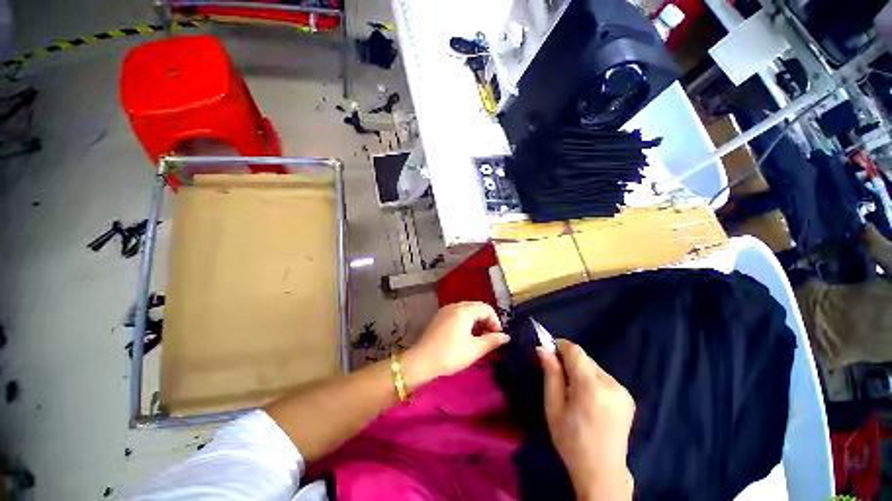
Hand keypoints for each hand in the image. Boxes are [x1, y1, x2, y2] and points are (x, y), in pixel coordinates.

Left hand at [403, 302, 508, 386]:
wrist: (421, 362)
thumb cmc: (450, 355)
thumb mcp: (474, 350)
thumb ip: (491, 341)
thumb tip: (506, 337)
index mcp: (464, 311)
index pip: (486, 308)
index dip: (495, 321)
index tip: (497, 337)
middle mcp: (454, 306)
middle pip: (476, 307)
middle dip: (486, 320)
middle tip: (489, 337)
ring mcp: (445, 310)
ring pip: (467, 310)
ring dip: (476, 321)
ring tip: (479, 338)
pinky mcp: (439, 317)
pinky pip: (458, 313)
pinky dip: (466, 321)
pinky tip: (466, 335)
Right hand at [539, 340, 635, 500]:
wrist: (602, 472)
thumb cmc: (571, 440)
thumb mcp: (553, 407)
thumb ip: (550, 374)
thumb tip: (542, 348)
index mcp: (591, 387)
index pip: (575, 351)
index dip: (560, 346)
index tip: (548, 353)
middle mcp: (611, 384)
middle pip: (585, 358)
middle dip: (569, 361)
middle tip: (557, 377)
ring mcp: (623, 391)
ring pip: (594, 367)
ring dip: (580, 371)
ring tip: (572, 391)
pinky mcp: (628, 397)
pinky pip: (603, 377)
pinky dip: (591, 380)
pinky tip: (588, 399)